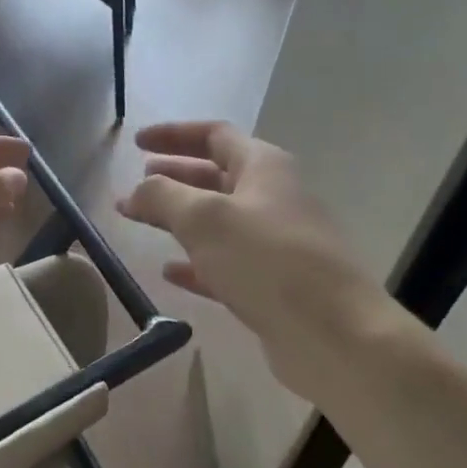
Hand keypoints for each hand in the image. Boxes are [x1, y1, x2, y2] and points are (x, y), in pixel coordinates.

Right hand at [116, 120, 404, 401]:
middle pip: (214, 177)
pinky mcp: (271, 284)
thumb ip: (163, 197)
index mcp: (263, 168)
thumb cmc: (267, 261)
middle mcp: (272, 198)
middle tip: (135, 187)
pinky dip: (195, 262)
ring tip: (141, 223)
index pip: (214, 135)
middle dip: (172, 178)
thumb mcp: (205, 219)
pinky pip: (224, 264)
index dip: (173, 134)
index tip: (136, 143)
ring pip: (217, 222)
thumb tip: (137, 190)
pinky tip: (169, 272)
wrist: (331, 332)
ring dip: (178, 219)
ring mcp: (274, 243)